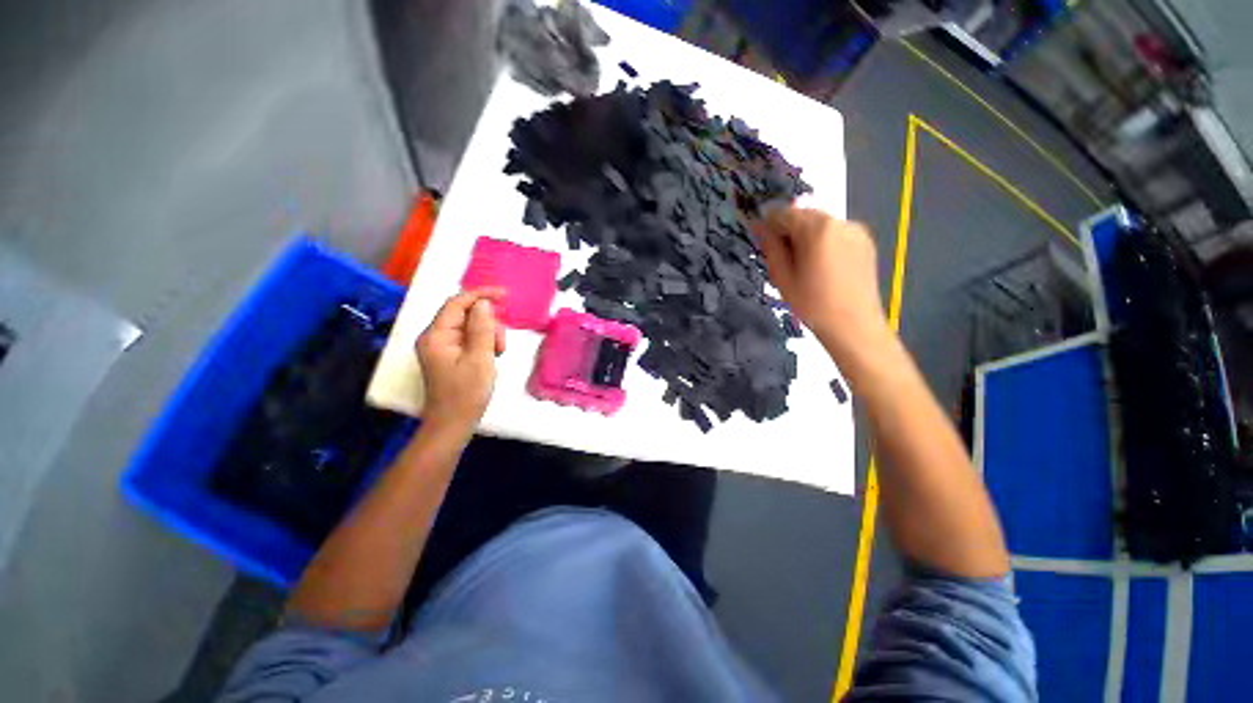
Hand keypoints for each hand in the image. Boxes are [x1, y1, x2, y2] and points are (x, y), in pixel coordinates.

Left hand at [417, 288, 505, 432]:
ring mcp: (442, 347)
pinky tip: (492, 356)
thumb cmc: (467, 393)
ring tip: (498, 354)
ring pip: (471, 326)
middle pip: (465, 314)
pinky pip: (470, 339)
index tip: (505, 295)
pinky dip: (484, 343)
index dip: (480, 295)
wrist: (454, 424)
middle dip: (488, 323)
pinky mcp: (450, 355)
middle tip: (501, 344)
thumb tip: (484, 303)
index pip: (456, 303)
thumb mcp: (480, 359)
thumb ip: (482, 328)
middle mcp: (435, 337)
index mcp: (436, 336)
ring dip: (489, 335)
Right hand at [755, 208, 888, 353]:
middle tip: (783, 257)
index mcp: (817, 229)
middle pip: (803, 214)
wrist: (853, 325)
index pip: (783, 213)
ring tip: (803, 264)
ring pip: (820, 223)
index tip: (763, 243)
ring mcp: (855, 229)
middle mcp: (839, 221)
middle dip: (789, 230)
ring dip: (806, 235)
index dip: (769, 226)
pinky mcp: (865, 240)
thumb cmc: (812, 304)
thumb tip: (759, 226)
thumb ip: (771, 246)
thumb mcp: (782, 276)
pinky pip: (835, 232)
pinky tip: (822, 265)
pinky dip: (823, 241)